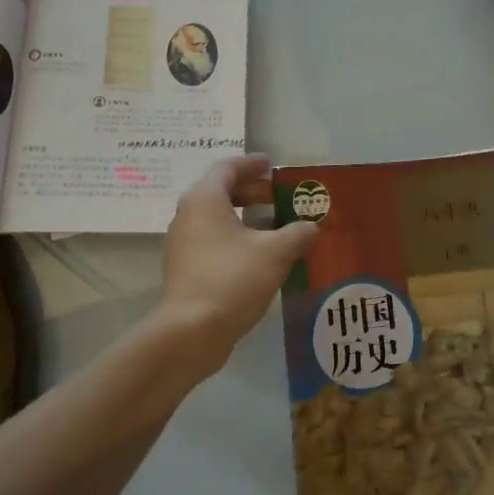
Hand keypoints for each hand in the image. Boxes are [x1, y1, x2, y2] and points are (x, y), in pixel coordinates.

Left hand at [155, 155, 317, 375]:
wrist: (192, 331)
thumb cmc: (233, 279)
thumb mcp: (275, 253)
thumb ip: (297, 234)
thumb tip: (310, 227)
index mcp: (205, 200)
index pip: (227, 168)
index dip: (251, 164)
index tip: (271, 165)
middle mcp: (188, 216)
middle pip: (219, 192)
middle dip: (250, 192)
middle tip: (277, 196)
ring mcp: (183, 245)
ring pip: (216, 220)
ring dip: (244, 218)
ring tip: (274, 227)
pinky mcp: (185, 270)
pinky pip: (213, 243)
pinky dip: (235, 240)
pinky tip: (259, 257)